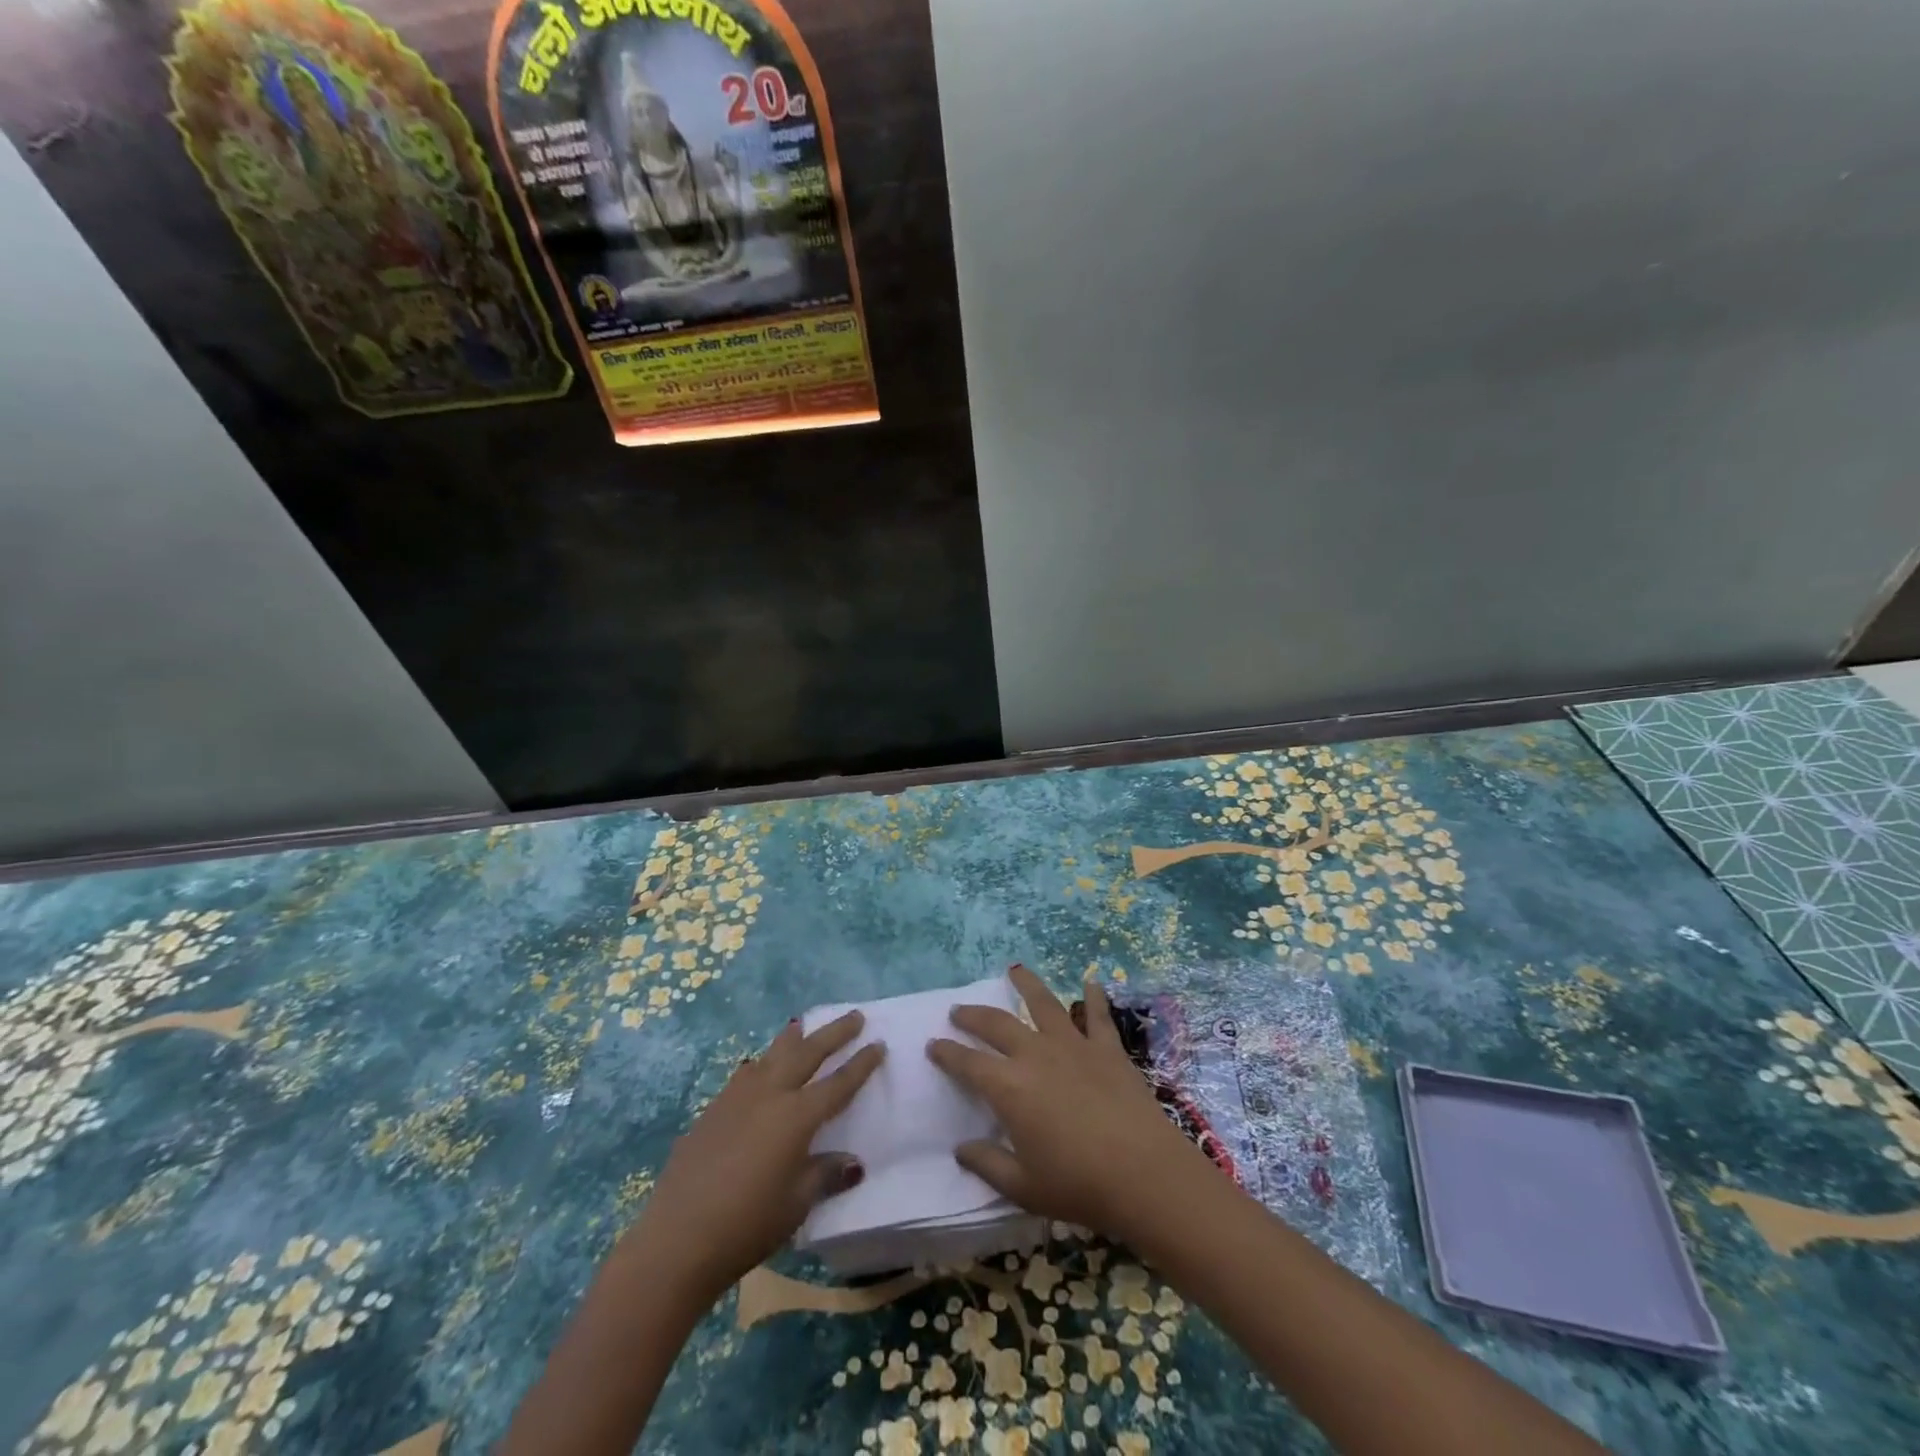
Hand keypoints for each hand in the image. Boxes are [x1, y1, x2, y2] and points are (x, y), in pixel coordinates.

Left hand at [625, 1013, 883, 1303]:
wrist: (677, 1238)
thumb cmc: (747, 1225)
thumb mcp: (797, 1203)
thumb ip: (825, 1174)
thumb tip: (853, 1162)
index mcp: (797, 1116)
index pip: (839, 1083)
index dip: (861, 1064)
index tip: (879, 1044)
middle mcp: (770, 1094)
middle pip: (808, 1052)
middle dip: (834, 1032)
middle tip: (855, 1016)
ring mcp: (738, 1097)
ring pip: (773, 1054)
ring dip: (794, 1039)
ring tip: (804, 1024)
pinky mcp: (713, 1109)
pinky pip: (747, 1073)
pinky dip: (763, 1063)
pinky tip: (760, 1067)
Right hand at [927, 965, 1208, 1239]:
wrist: (1144, 1174)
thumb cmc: (1078, 1185)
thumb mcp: (1023, 1187)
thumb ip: (987, 1164)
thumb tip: (961, 1149)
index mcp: (1009, 1088)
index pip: (967, 1064)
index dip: (947, 1053)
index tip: (932, 1043)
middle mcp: (1035, 1055)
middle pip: (997, 1024)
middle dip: (973, 1016)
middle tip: (959, 1010)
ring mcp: (1073, 1045)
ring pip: (1044, 1004)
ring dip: (1026, 984)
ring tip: (1014, 969)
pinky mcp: (1107, 1048)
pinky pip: (1098, 1015)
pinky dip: (1094, 997)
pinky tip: (1090, 982)